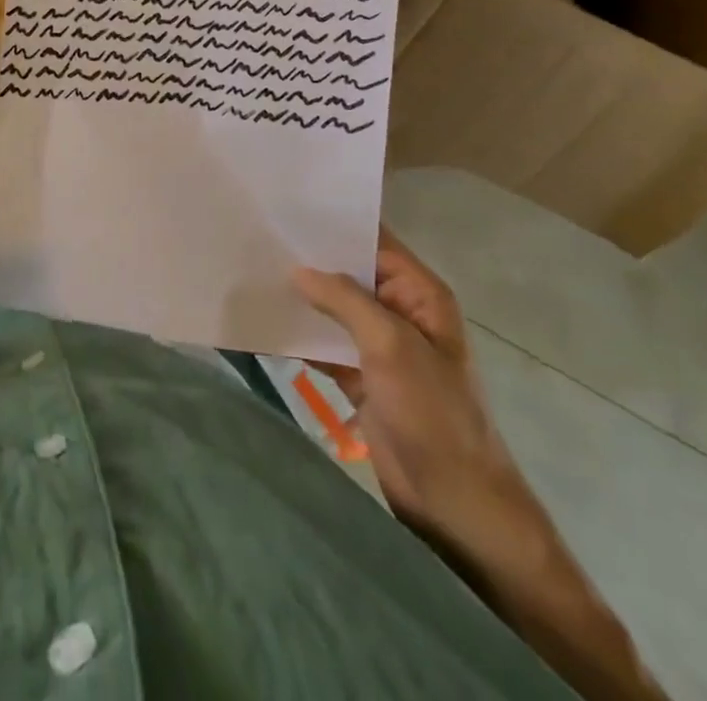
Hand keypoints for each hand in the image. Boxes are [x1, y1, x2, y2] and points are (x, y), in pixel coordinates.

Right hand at [291, 230, 538, 552]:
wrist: (453, 501)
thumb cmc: (432, 411)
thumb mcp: (391, 345)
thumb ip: (345, 299)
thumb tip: (298, 269)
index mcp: (419, 294)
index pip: (374, 242)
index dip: (336, 223)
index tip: (289, 205)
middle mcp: (399, 312)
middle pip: (349, 273)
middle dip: (310, 259)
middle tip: (259, 236)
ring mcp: (379, 346)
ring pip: (333, 308)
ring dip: (301, 296)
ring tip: (253, 269)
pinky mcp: (360, 376)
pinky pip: (325, 343)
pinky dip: (300, 334)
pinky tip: (265, 319)